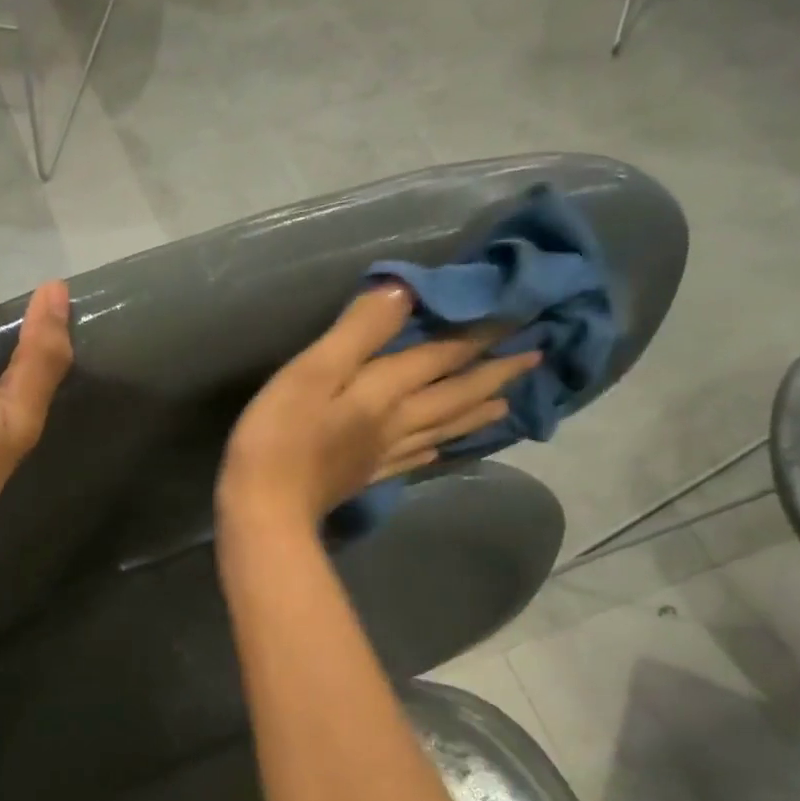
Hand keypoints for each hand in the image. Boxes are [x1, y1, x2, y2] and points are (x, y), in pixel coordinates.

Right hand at [218, 285, 539, 528]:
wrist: (265, 509)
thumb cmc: (280, 436)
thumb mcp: (313, 371)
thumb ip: (359, 331)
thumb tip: (404, 291)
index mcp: (386, 392)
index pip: (442, 356)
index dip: (479, 334)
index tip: (521, 314)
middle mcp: (396, 422)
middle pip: (454, 394)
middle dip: (494, 374)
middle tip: (534, 358)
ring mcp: (383, 454)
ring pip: (443, 427)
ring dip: (476, 412)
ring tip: (506, 404)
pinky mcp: (366, 476)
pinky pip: (414, 459)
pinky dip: (435, 448)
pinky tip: (441, 449)